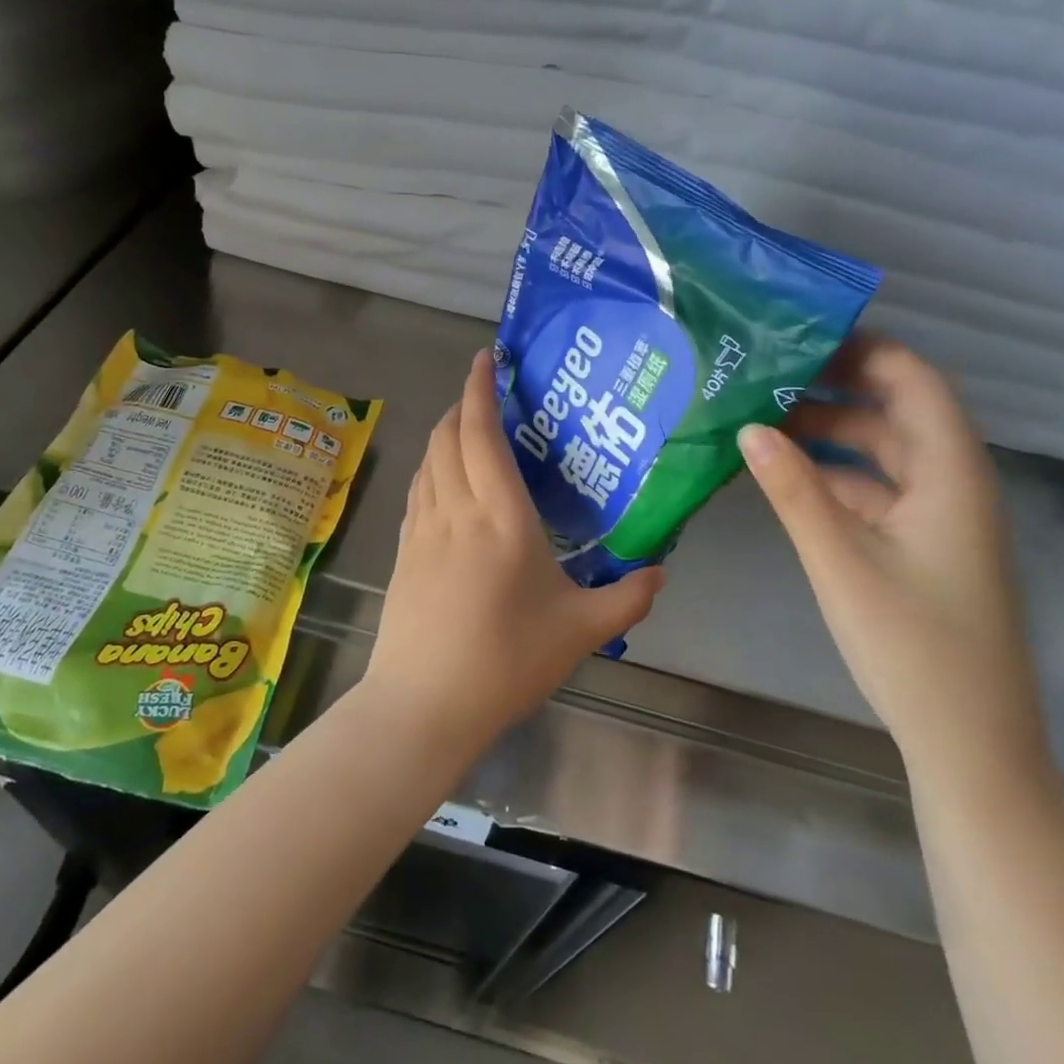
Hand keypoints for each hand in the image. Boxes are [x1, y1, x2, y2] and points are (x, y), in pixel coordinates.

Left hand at [362, 351, 664, 750]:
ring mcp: (421, 530)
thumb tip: (660, 572)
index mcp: (500, 517)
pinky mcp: (402, 552)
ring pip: (428, 461)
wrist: (423, 704)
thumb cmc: (506, 661)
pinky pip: (417, 491)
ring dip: (445, 434)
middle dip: (464, 404)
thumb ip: (628, 597)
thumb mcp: (580, 631)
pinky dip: (431, 468)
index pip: (482, 434)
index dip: (480, 389)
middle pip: (448, 437)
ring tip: (467, 429)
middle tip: (487, 393)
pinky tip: (444, 481)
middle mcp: (455, 510)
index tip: (485, 359)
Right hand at [736, 338, 1047, 777]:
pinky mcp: (922, 549)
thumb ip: (793, 490)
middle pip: (893, 414)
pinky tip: (785, 480)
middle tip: (762, 378)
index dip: (863, 352)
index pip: (913, 381)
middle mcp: (951, 484)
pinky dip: (834, 478)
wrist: (968, 741)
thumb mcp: (840, 560)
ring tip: (760, 423)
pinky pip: (876, 492)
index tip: (798, 337)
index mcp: (950, 473)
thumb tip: (748, 427)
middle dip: (832, 391)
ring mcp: (938, 519)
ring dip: (828, 437)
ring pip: (881, 455)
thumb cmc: (912, 644)